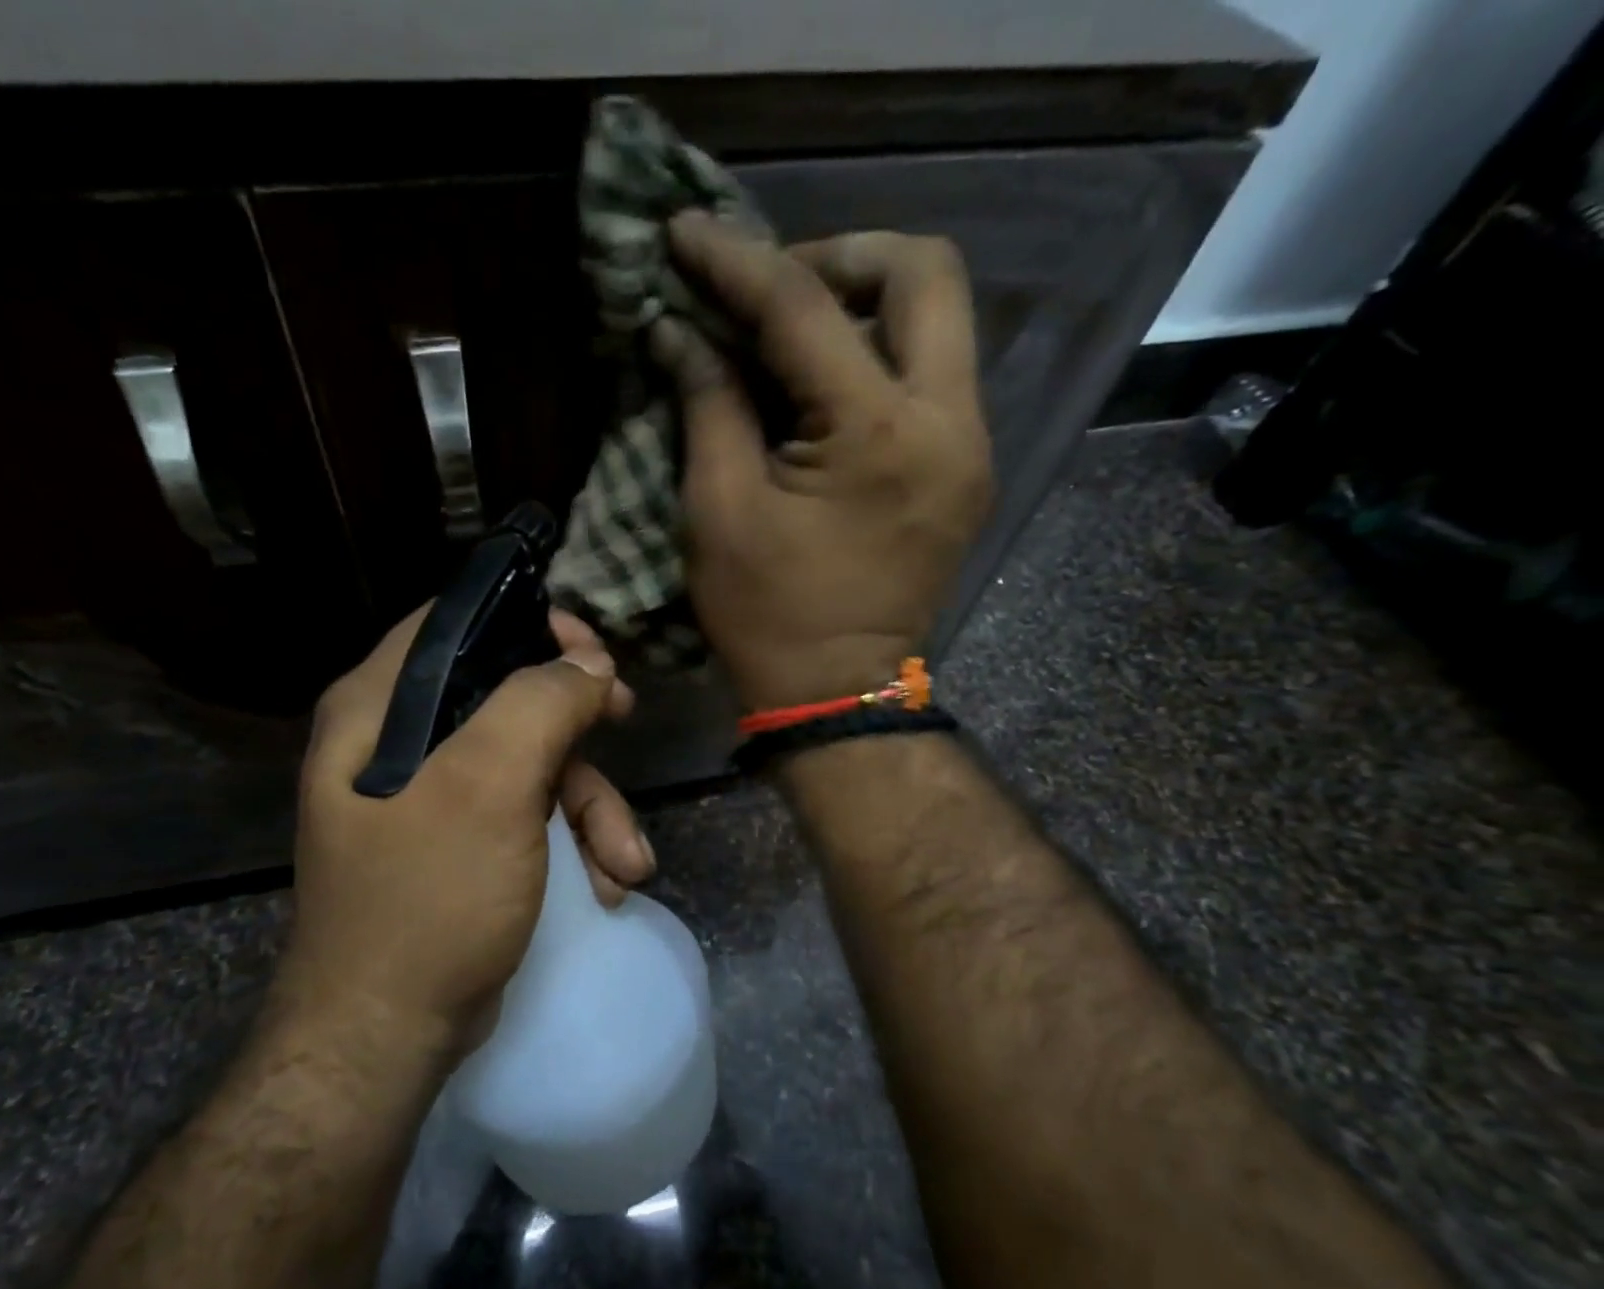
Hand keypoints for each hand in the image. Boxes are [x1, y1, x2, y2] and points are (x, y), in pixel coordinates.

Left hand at [274, 608, 652, 1056]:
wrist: (387, 1035)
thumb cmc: (428, 898)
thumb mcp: (488, 788)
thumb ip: (538, 705)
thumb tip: (587, 663)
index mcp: (378, 708)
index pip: (453, 624)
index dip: (526, 622)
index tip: (588, 647)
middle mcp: (397, 743)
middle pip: (505, 693)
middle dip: (576, 720)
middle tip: (625, 716)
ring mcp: (433, 798)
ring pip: (532, 763)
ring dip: (591, 808)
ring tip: (626, 862)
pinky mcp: (464, 845)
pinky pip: (530, 816)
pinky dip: (574, 844)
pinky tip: (605, 884)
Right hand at [651, 213, 995, 710]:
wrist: (837, 695)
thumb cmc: (768, 618)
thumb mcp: (718, 512)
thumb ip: (707, 405)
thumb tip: (678, 331)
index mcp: (878, 435)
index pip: (805, 309)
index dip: (737, 262)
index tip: (685, 234)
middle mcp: (949, 422)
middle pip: (924, 272)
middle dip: (838, 258)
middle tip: (768, 288)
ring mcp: (969, 445)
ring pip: (939, 319)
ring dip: (862, 303)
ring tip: (788, 331)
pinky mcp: (965, 468)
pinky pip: (933, 374)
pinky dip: (877, 356)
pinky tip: (822, 383)